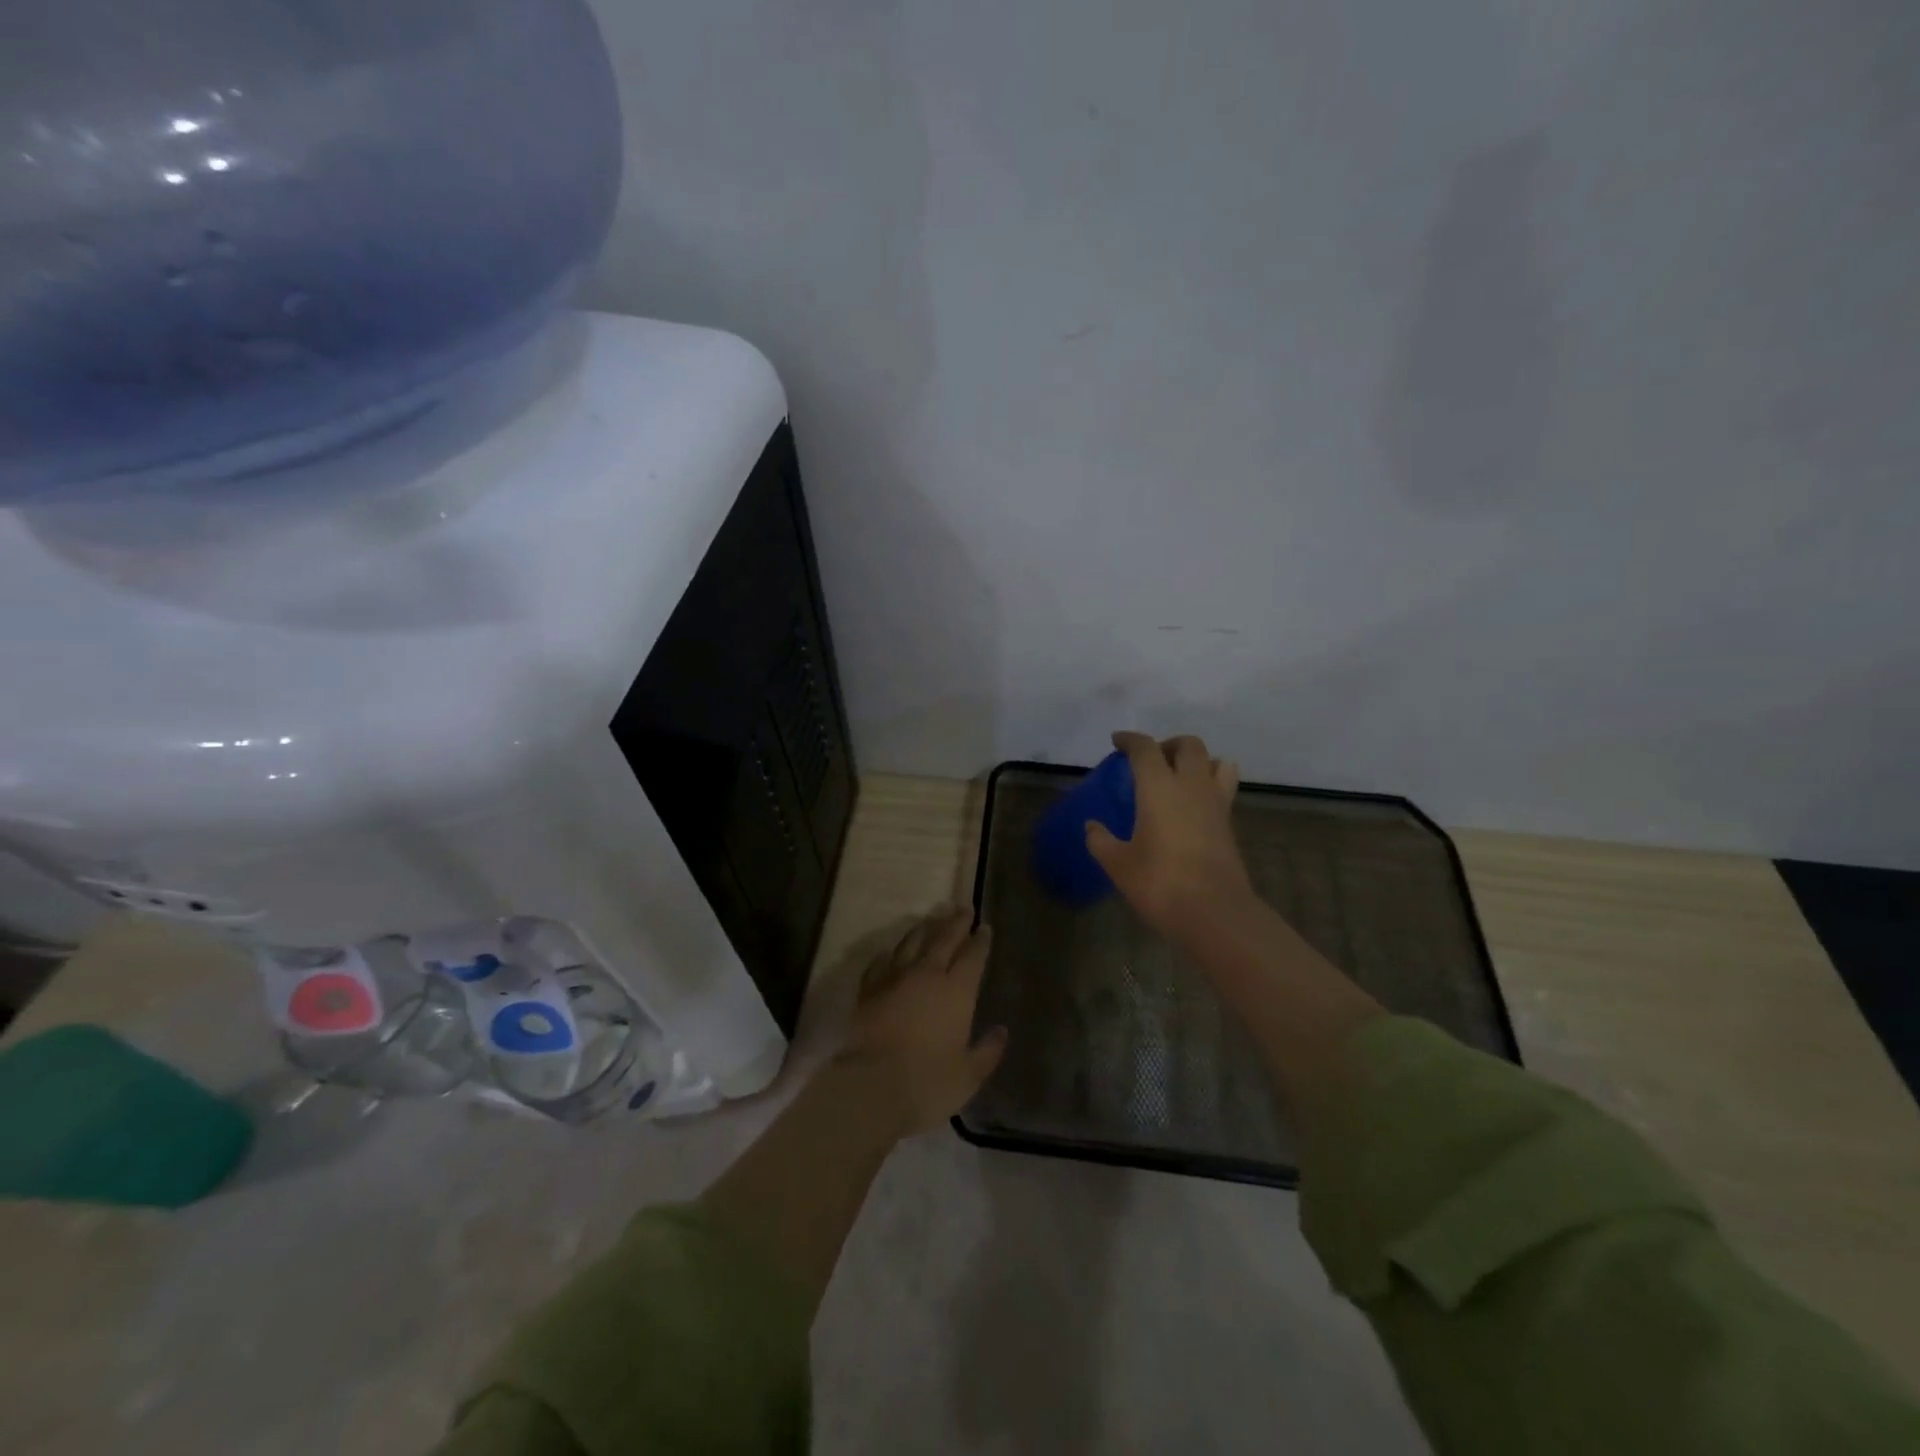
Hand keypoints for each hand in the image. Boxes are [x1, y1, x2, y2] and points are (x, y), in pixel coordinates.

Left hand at [841, 907, 1007, 1135]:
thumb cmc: (926, 1083)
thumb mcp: (968, 1076)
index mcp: (957, 991)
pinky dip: (890, 954)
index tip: (984, 927)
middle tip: (963, 908)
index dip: (980, 940)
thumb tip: (1001, 1031)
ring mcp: (894, 978)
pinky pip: (881, 962)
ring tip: (932, 920)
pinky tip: (890, 952)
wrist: (867, 1087)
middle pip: (944, 938)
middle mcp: (927, 975)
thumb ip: (987, 1051)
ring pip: (912, 942)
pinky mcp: (868, 989)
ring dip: (924, 929)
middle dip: (956, 922)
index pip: (973, 956)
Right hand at [1086, 731, 1253, 937]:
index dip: (1130, 740)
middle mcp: (1191, 786)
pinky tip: (1192, 806)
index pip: (1145, 748)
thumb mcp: (1119, 864)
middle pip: (1189, 745)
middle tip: (1150, 760)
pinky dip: (1209, 785)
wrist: (1214, 912)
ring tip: (1180, 777)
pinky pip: (1223, 788)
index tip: (1117, 741)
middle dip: (1168, 744)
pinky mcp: (1229, 824)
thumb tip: (1091, 827)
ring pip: (1217, 761)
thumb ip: (1101, 841)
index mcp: (1159, 787)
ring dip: (1198, 761)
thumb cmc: (1160, 882)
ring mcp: (1216, 804)